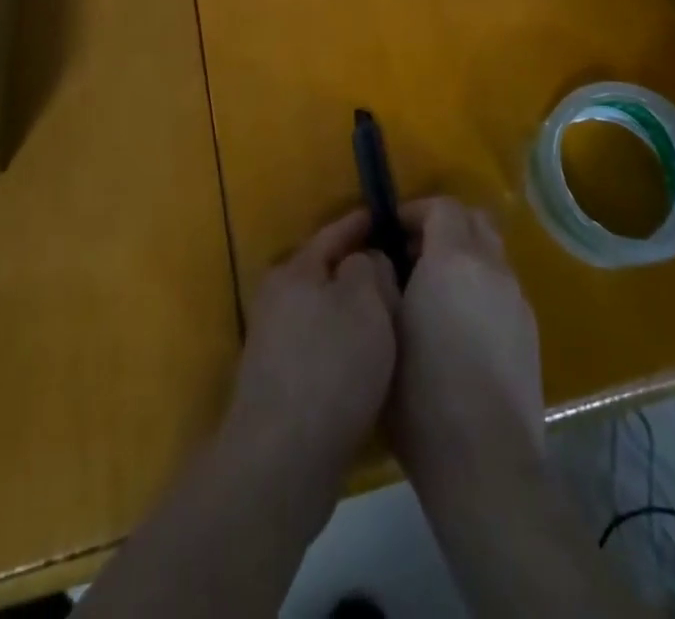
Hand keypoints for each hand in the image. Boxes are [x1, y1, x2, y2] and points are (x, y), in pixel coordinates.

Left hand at [227, 209, 399, 478]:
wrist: (282, 460)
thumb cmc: (329, 366)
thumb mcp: (364, 303)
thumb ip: (370, 269)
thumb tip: (366, 261)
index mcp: (294, 270)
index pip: (333, 233)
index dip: (360, 223)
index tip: (385, 215)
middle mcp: (278, 300)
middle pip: (327, 273)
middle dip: (360, 270)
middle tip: (400, 271)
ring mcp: (275, 344)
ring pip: (325, 312)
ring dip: (354, 312)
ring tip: (392, 316)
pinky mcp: (282, 384)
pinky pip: (323, 347)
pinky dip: (346, 345)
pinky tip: (371, 360)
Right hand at [388, 196, 543, 491]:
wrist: (485, 460)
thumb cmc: (420, 391)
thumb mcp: (384, 327)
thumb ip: (382, 279)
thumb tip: (384, 259)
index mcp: (455, 259)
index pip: (443, 206)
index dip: (415, 210)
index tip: (391, 232)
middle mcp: (492, 268)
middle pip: (474, 220)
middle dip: (443, 226)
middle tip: (413, 253)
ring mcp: (517, 299)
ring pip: (491, 254)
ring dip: (464, 256)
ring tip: (434, 292)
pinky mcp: (530, 331)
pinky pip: (502, 287)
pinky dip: (480, 286)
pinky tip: (460, 326)